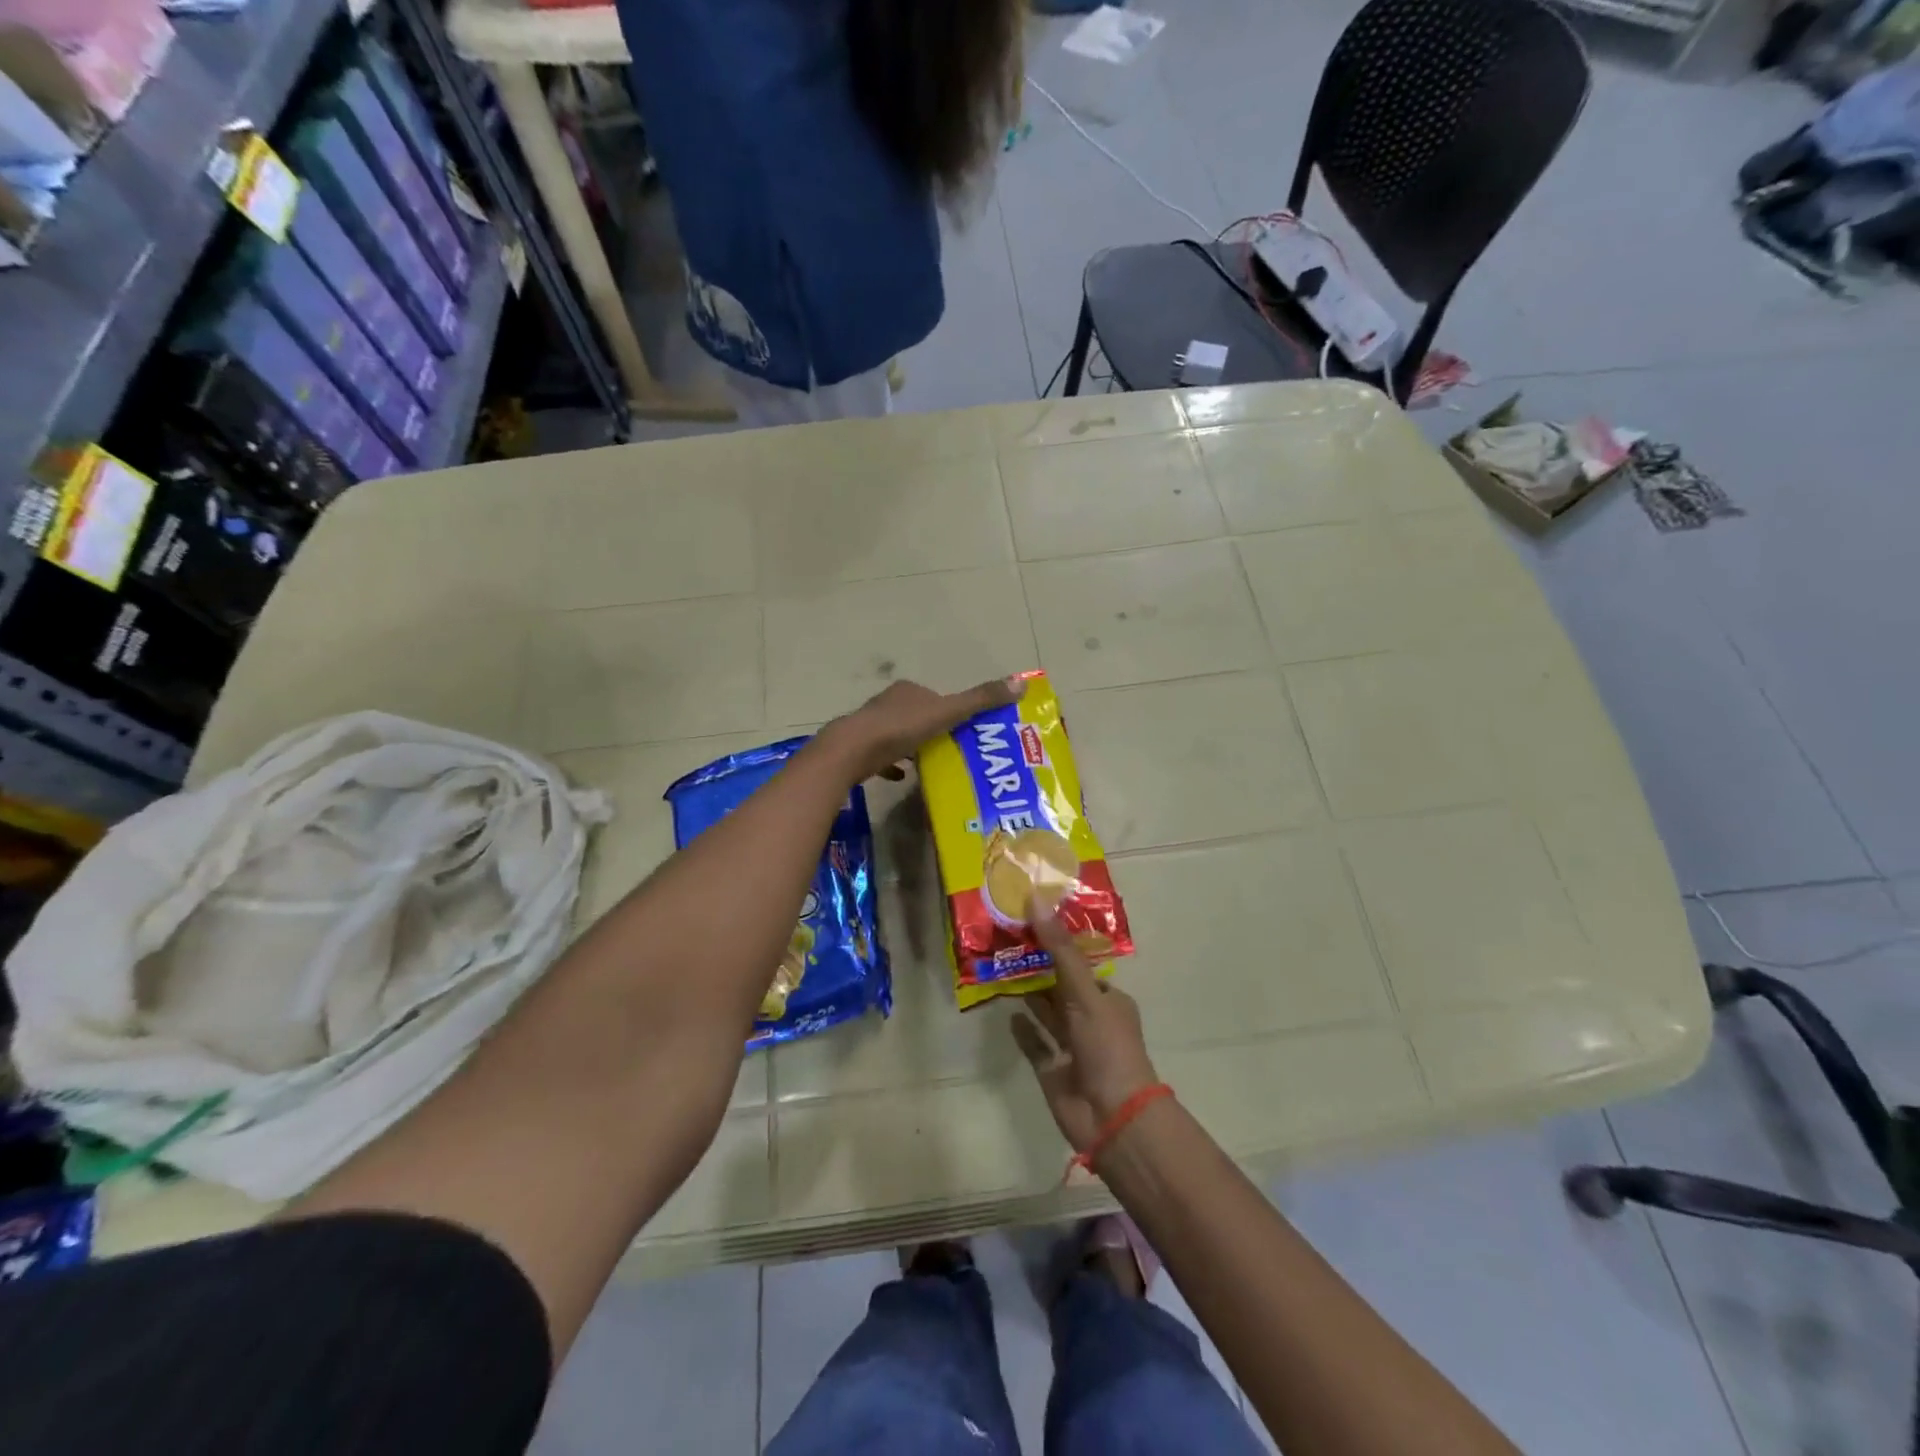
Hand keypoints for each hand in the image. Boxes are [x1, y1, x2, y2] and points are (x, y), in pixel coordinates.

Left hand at [819, 676, 1022, 782]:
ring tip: (933, 765)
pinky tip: (904, 778)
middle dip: (933, 731)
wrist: (852, 751)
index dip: (952, 712)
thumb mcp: (947, 713)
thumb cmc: (900, 728)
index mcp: (909, 691)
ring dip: (914, 747)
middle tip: (955, 752)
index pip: (936, 698)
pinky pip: (882, 756)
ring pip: (899, 735)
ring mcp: (871, 726)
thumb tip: (1022, 682)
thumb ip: (981, 700)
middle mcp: (888, 703)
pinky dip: (894, 765)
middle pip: (918, 716)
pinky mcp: (859, 749)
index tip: (967, 732)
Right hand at [1011, 900, 1160, 1153]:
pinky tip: (1008, 1011)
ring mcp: (1070, 1046)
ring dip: (1028, 993)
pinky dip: (1023, 1028)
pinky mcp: (1052, 1069)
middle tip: (1006, 939)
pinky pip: (1034, 1043)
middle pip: (1060, 986)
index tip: (1030, 922)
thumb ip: (1059, 949)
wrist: (1112, 1117)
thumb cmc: (1107, 1047)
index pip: (1080, 964)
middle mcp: (1089, 1019)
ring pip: (1046, 1013)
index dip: (1057, 944)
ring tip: (1000, 967)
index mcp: (1107, 999)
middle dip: (1038, 966)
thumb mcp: (1084, 992)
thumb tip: (1036, 899)